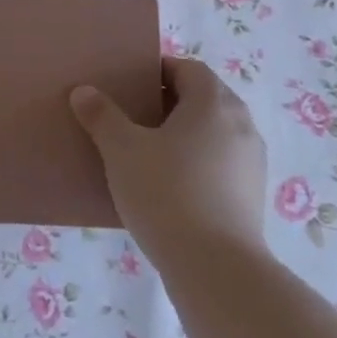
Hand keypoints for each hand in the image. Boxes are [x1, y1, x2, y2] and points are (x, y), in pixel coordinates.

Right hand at [70, 56, 267, 267]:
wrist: (216, 268)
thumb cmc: (167, 193)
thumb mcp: (122, 150)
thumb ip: (102, 116)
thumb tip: (84, 91)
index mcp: (213, 102)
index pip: (188, 68)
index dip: (159, 70)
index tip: (130, 84)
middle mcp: (241, 124)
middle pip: (204, 99)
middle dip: (170, 102)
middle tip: (133, 115)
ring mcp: (252, 162)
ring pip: (214, 133)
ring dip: (185, 134)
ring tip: (149, 152)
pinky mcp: (252, 196)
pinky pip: (221, 164)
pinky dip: (198, 163)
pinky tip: (170, 186)